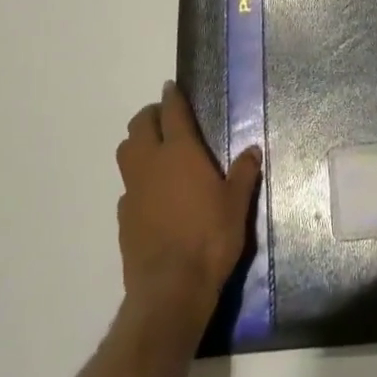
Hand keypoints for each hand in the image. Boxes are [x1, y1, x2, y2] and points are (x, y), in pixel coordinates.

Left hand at [115, 83, 261, 327]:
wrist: (170, 289)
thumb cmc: (210, 238)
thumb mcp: (237, 203)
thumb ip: (243, 173)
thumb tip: (253, 150)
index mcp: (180, 152)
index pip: (172, 112)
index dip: (172, 97)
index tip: (171, 87)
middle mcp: (151, 163)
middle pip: (139, 126)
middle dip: (150, 115)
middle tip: (163, 117)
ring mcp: (133, 190)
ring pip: (126, 152)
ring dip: (137, 143)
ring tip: (153, 149)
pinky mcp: (123, 217)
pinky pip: (127, 186)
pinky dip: (137, 180)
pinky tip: (151, 194)